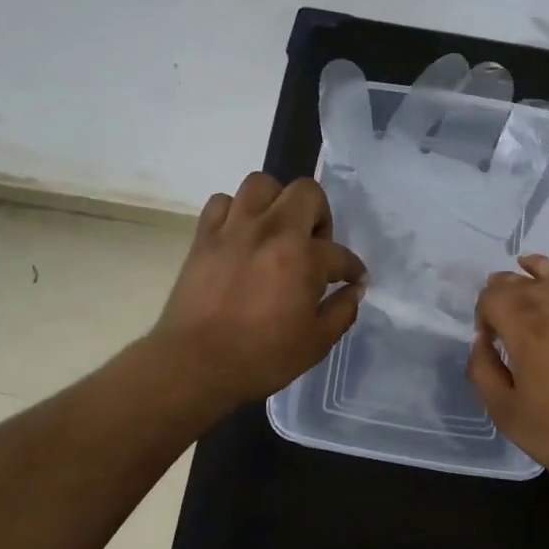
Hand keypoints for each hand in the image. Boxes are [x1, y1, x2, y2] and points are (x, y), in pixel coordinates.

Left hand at [153, 172, 366, 409]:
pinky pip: (222, 202)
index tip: (352, 280)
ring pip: (261, 184)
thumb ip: (342, 311)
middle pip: (306, 192)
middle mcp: (271, 231)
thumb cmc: (261, 358)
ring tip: (276, 230)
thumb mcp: (316, 343)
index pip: (340, 254)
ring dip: (276, 202)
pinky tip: (241, 235)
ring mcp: (234, 228)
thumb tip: (354, 290)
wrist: (194, 365)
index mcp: (303, 258)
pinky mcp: (204, 236)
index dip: (352, 269)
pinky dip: (235, 211)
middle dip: (319, 215)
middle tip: (314, 245)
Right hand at [468, 221, 548, 496]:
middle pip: (523, 283)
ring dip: (539, 266)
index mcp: (524, 326)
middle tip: (501, 305)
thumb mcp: (507, 415)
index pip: (493, 297)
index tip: (488, 338)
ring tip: (526, 262)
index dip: (484, 312)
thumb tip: (480, 343)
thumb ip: (483, 373)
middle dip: (506, 289)